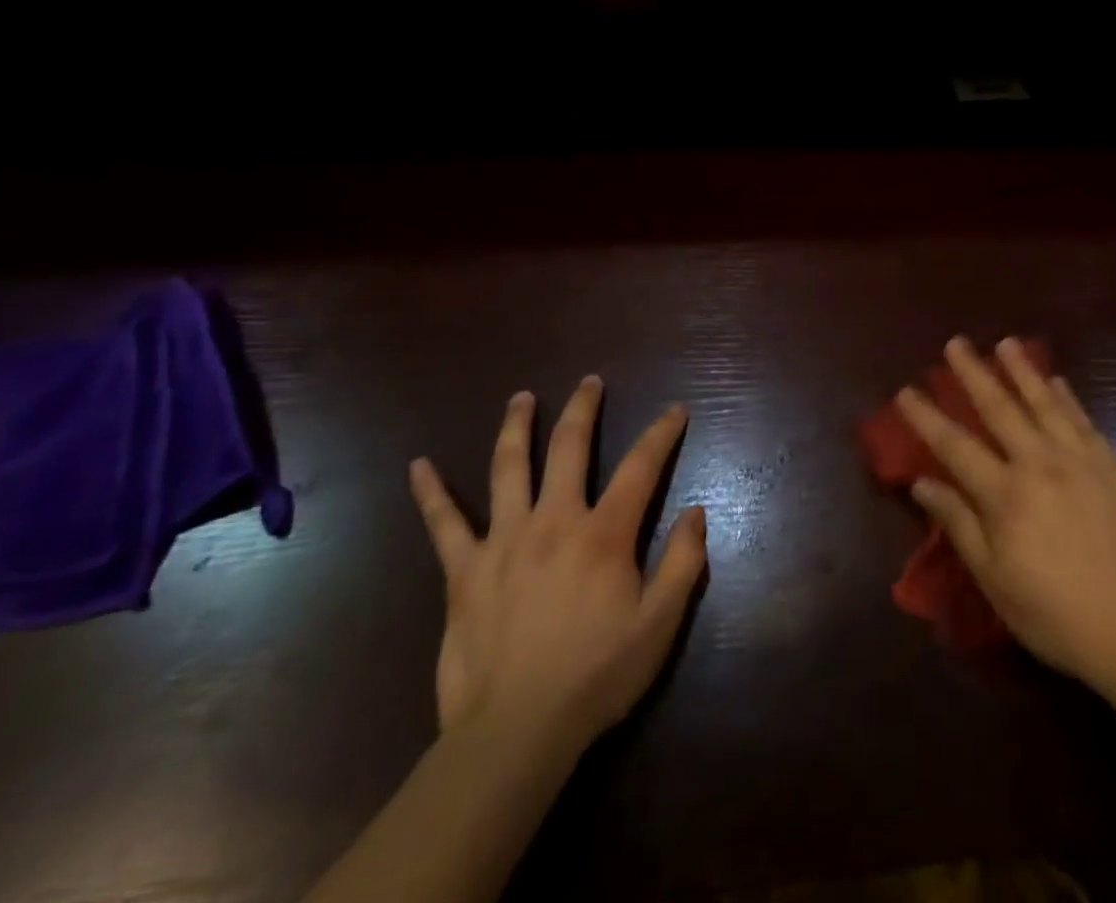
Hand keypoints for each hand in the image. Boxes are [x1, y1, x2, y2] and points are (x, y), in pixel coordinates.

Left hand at [408, 377, 707, 747]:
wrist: (515, 734)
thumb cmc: (596, 677)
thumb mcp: (659, 625)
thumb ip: (683, 563)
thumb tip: (696, 511)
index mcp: (603, 534)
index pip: (641, 467)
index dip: (661, 434)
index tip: (675, 410)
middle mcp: (554, 521)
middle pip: (570, 447)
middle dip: (584, 409)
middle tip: (589, 381)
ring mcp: (504, 541)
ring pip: (509, 467)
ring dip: (517, 426)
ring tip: (522, 397)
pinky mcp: (464, 571)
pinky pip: (444, 524)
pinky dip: (431, 493)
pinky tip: (418, 465)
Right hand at [898, 337, 1115, 699]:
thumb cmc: (1055, 615)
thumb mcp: (995, 579)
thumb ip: (959, 524)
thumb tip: (922, 483)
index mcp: (1006, 495)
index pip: (955, 445)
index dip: (927, 417)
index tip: (905, 390)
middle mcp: (1041, 465)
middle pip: (1000, 409)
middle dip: (974, 373)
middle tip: (956, 343)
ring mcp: (1082, 462)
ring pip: (1046, 403)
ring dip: (1022, 370)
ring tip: (1006, 343)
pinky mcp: (1115, 470)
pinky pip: (1085, 422)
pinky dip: (1068, 398)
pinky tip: (1057, 381)